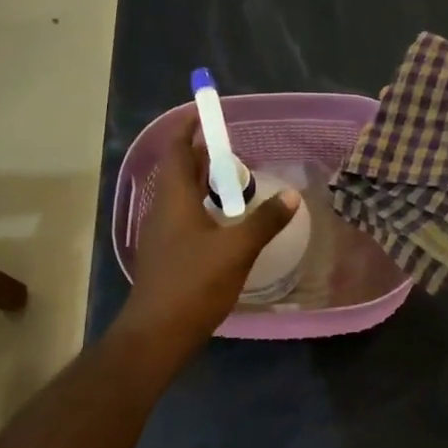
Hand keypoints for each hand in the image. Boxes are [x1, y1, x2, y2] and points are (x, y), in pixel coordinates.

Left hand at [120, 110, 300, 345]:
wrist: (156, 334)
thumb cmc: (194, 283)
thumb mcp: (237, 250)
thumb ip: (265, 220)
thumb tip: (291, 195)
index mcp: (174, 199)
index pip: (176, 150)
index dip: (187, 128)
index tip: (204, 113)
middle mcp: (162, 210)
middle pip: (178, 171)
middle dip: (200, 155)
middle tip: (230, 148)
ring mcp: (160, 234)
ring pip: (180, 196)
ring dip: (202, 182)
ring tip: (231, 182)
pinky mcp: (165, 255)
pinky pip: (183, 217)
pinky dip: (201, 207)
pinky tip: (222, 223)